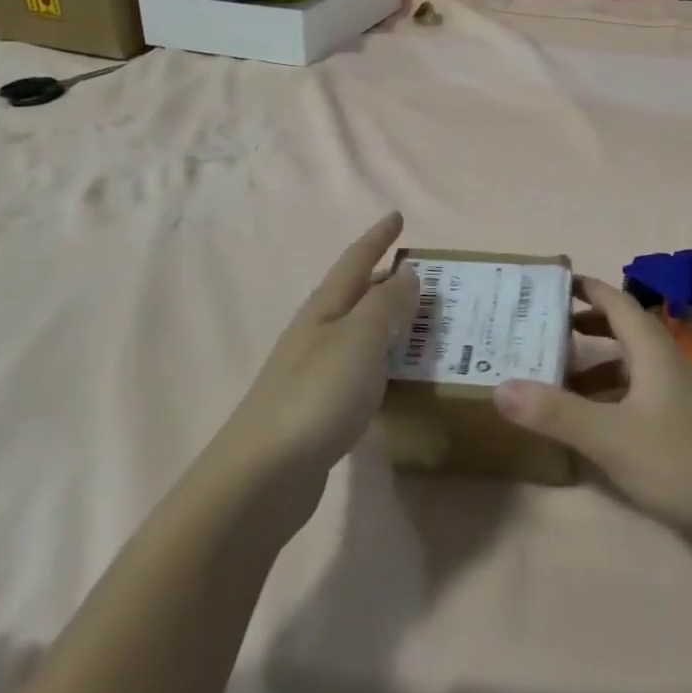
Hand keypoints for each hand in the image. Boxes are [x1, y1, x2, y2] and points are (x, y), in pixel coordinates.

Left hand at [217, 212, 417, 514]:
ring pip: (361, 333)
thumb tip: (407, 273)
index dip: (378, 237)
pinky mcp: (320, 408)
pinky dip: (385, 360)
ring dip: (391, 322)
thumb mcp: (361, 339)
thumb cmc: (316, 395)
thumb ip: (387, 304)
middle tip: (428, 276)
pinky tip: (399, 374)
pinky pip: (362, 368)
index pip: (357, 261)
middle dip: (389, 280)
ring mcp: (316, 372)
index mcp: (325, 309)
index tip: (398, 216)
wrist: (263, 476)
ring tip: (425, 322)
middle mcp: (318, 333)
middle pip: (357, 295)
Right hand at [494, 276, 691, 550]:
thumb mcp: (609, 437)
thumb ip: (555, 412)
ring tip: (557, 379)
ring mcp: (680, 396)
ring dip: (596, 367)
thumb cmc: (679, 461)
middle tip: (546, 331)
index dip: (588, 289)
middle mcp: (668, 364)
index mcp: (653, 352)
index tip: (554, 284)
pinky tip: (592, 423)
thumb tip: (500, 387)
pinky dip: (611, 397)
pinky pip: (639, 395)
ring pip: (631, 367)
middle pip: (624, 331)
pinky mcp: (684, 426)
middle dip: (586, 327)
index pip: (618, 303)